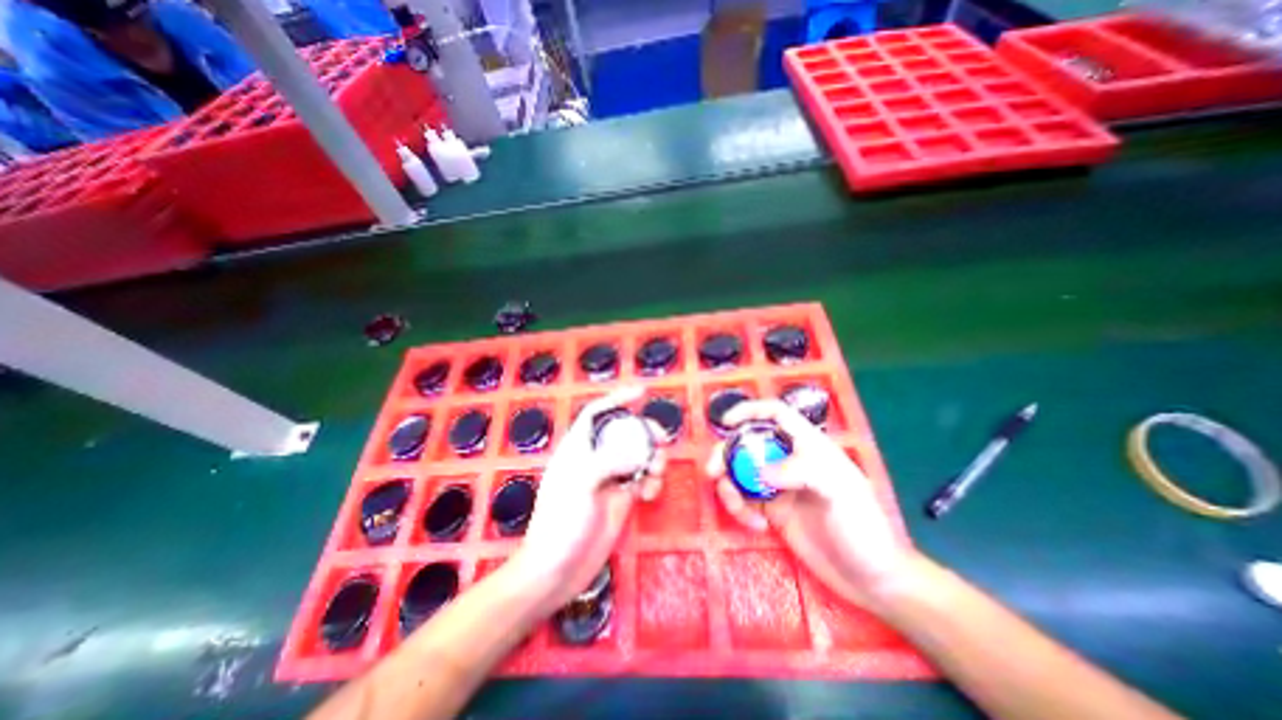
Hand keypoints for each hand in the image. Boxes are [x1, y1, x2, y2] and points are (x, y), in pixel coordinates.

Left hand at [508, 387, 666, 613]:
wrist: (556, 572)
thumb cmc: (560, 523)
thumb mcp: (581, 485)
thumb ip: (610, 461)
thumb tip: (640, 452)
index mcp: (578, 448)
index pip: (597, 413)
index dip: (617, 399)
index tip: (640, 392)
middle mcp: (595, 459)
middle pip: (624, 433)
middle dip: (644, 432)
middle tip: (662, 439)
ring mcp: (610, 479)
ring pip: (638, 456)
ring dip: (652, 459)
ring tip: (657, 472)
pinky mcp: (621, 499)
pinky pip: (643, 480)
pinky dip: (652, 482)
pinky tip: (650, 494)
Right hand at [706, 401, 916, 606]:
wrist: (870, 578)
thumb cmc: (862, 526)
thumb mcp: (839, 490)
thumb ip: (799, 471)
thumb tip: (758, 472)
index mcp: (808, 446)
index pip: (776, 415)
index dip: (750, 411)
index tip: (726, 422)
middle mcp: (789, 460)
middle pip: (748, 443)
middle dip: (726, 454)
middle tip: (712, 472)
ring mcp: (778, 486)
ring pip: (740, 473)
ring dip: (730, 487)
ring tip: (737, 509)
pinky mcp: (772, 511)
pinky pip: (744, 500)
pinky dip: (740, 509)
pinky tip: (756, 526)